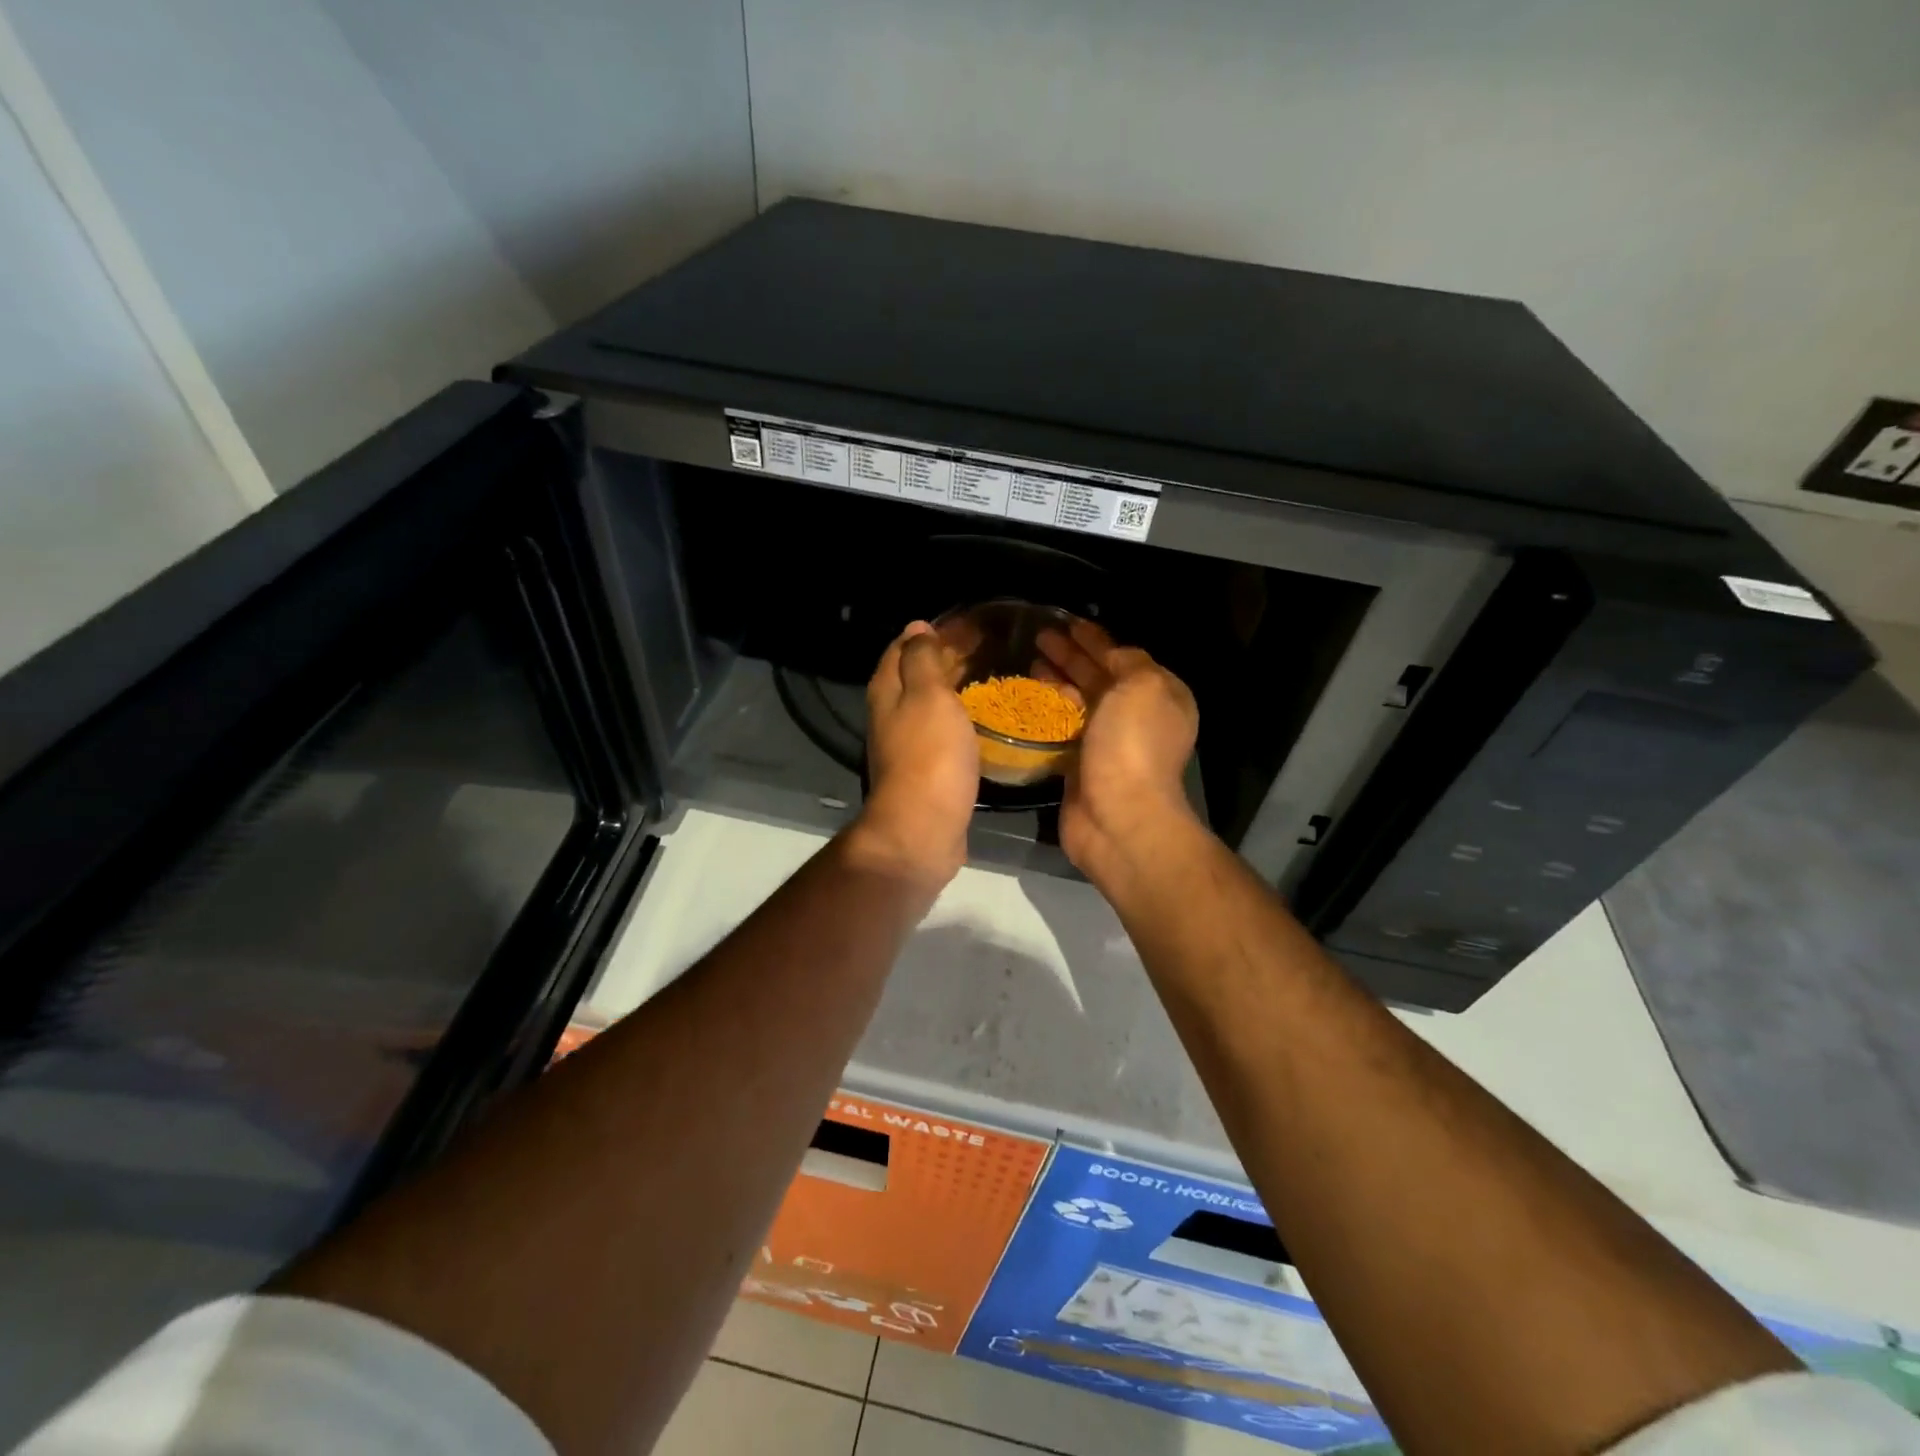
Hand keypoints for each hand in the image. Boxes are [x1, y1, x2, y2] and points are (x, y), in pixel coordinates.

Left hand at [849, 621, 978, 886]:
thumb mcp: (927, 695)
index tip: (972, 622)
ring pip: (931, 702)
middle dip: (948, 655)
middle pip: (917, 673)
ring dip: (956, 685)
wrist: (924, 827)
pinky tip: (983, 717)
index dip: (934, 630)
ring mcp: (908, 743)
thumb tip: (917, 627)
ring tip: (992, 673)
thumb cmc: (929, 756)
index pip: (904, 645)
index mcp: (888, 689)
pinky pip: (944, 729)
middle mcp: (892, 713)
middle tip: (991, 645)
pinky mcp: (927, 768)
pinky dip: (961, 715)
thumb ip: (922, 658)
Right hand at [1037, 618, 1200, 883]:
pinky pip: (1063, 728)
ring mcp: (1108, 742)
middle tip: (1039, 635)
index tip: (1065, 621)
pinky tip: (1027, 697)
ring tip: (1029, 659)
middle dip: (1071, 655)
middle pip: (1099, 676)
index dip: (1095, 638)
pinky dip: (1048, 710)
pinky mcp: (1080, 764)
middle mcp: (1137, 716)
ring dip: (1057, 679)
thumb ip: (1128, 661)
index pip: (1123, 656)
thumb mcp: (1143, 686)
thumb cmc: (1133, 746)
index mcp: (1160, 695)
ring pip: (1079, 701)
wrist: (1118, 816)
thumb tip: (1108, 652)